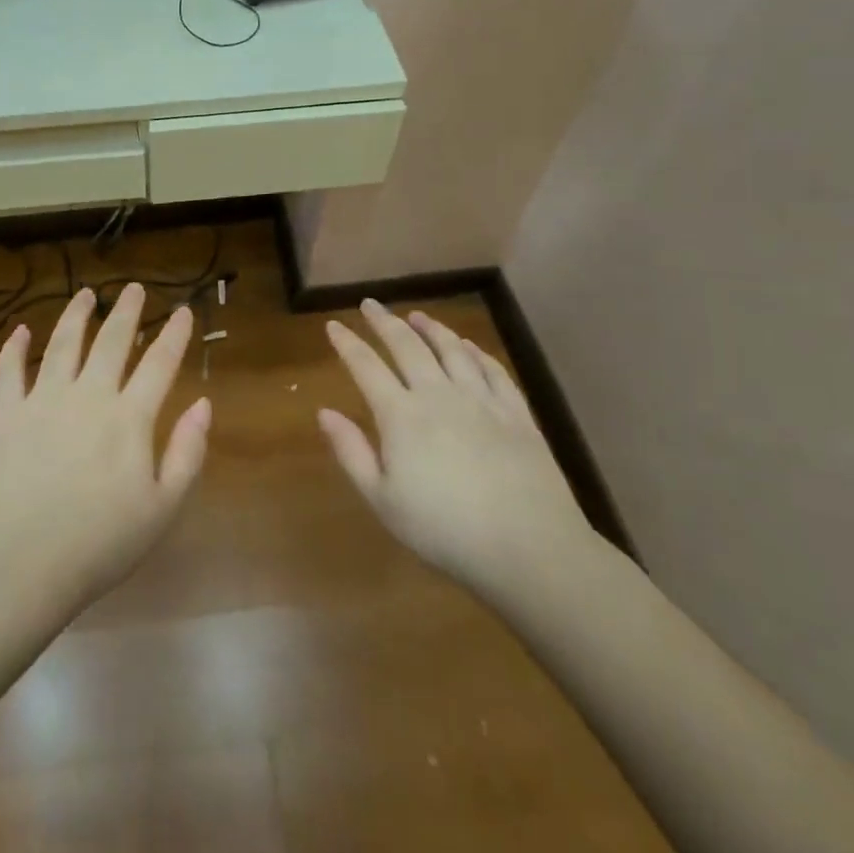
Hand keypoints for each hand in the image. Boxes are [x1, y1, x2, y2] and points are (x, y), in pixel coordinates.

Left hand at [0, 283, 210, 608]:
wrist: (20, 566)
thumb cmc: (99, 545)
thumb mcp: (162, 509)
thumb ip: (187, 452)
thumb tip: (203, 404)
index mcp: (129, 419)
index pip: (159, 364)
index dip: (174, 334)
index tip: (183, 310)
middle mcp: (87, 396)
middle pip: (111, 342)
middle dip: (127, 311)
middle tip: (133, 288)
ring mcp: (42, 401)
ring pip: (63, 344)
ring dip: (76, 315)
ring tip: (85, 294)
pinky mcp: (4, 416)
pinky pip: (8, 371)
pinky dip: (14, 348)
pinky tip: (20, 330)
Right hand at [320, 299, 596, 601]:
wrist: (529, 548)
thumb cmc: (445, 531)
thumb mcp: (382, 500)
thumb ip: (351, 452)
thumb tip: (324, 412)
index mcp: (401, 416)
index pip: (366, 366)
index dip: (347, 343)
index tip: (333, 325)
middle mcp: (438, 395)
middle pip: (407, 346)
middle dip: (384, 322)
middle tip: (371, 304)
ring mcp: (481, 400)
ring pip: (451, 350)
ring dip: (431, 328)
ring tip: (418, 316)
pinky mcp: (516, 413)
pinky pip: (492, 370)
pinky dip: (476, 352)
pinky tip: (468, 346)